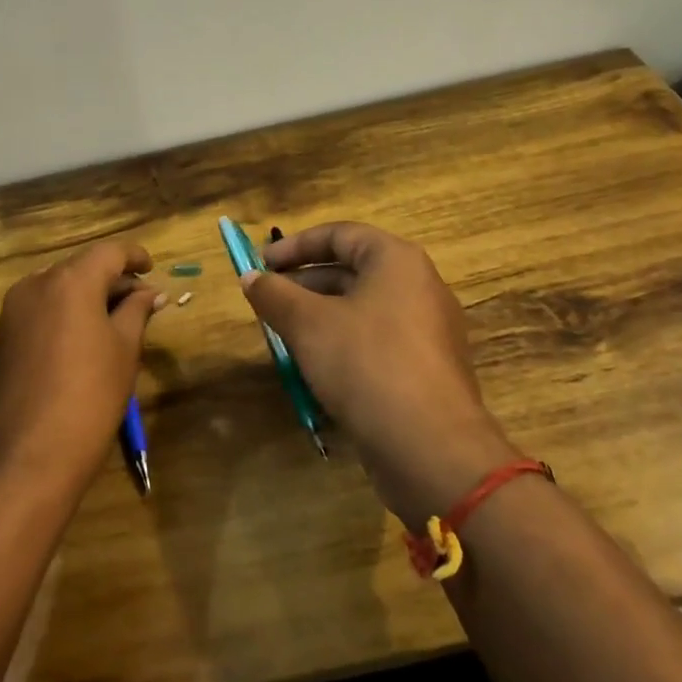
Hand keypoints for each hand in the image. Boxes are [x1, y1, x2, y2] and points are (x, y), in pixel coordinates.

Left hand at [0, 240, 164, 505]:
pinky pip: (40, 310)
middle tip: (141, 303)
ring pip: (58, 288)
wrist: (25, 461)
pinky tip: (83, 340)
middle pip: (81, 267)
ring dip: (87, 296)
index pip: (109, 252)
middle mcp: (35, 285)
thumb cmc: (88, 399)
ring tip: (115, 322)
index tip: (152, 269)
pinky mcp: (2, 337)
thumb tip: (150, 292)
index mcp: (70, 281)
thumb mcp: (124, 351)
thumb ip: (136, 311)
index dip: (134, 256)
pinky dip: (65, 313)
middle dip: (111, 279)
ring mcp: (12, 311)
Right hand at [241, 222, 515, 525]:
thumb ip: (274, 294)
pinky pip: (376, 342)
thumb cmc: (367, 364)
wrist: (431, 448)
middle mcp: (418, 286)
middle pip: (351, 270)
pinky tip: (314, 369)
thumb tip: (250, 277)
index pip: (339, 234)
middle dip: (303, 284)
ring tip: (283, 336)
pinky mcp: (425, 369)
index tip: (261, 264)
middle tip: (267, 302)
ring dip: (318, 317)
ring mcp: (427, 330)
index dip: (294, 246)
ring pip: (361, 309)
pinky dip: (342, 345)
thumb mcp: (308, 324)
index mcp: (396, 261)